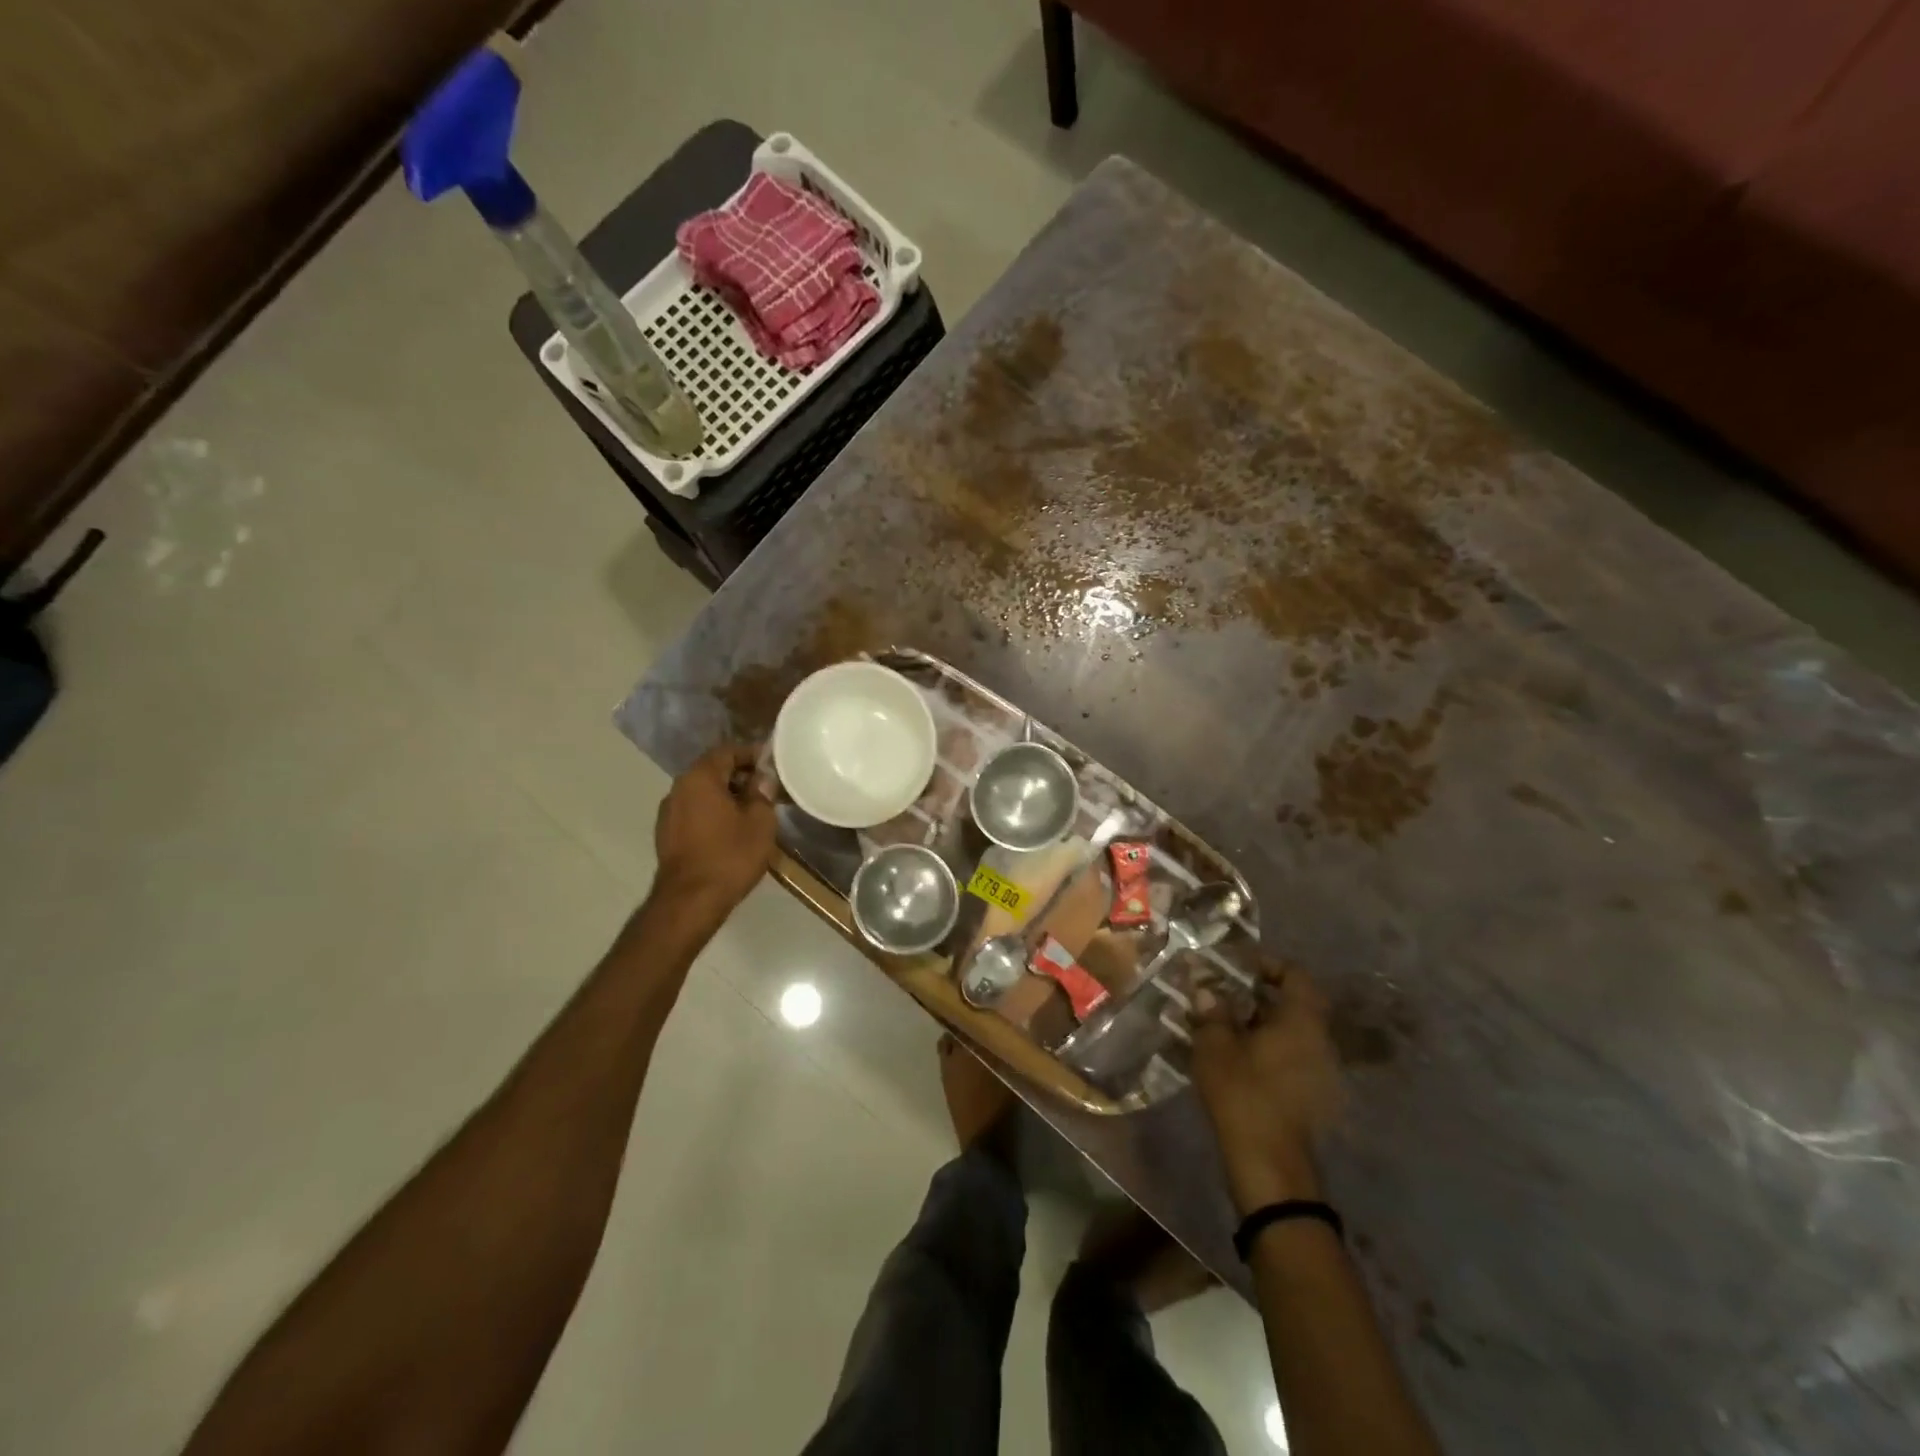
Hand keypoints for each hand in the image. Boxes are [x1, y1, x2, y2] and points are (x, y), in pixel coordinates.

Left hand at [652, 744, 777, 918]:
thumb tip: (762, 779)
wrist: (690, 902)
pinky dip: (713, 813)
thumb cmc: (730, 856)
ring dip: (726, 795)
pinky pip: (694, 812)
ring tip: (752, 810)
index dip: (752, 753)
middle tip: (767, 788)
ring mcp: (668, 813)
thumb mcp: (760, 822)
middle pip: (713, 770)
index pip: (727, 751)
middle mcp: (678, 788)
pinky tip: (731, 830)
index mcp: (700, 777)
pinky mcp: (667, 835)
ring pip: (702, 793)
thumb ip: (762, 793)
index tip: (773, 764)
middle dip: (740, 775)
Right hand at [1191, 963, 1343, 1214]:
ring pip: (1289, 1032)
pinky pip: (1288, 1056)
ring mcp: (1319, 1070)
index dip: (1267, 964)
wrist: (1270, 1166)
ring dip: (1257, 1023)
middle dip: (1255, 995)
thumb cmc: (1245, 1095)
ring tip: (1220, 1025)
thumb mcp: (1216, 1047)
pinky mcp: (1310, 1095)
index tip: (1235, 967)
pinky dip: (1264, 1048)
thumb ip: (1212, 1012)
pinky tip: (1233, 1057)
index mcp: (1302, 1022)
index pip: (1295, 975)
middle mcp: (1318, 1041)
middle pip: (1292, 1004)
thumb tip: (1205, 988)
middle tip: (1220, 994)